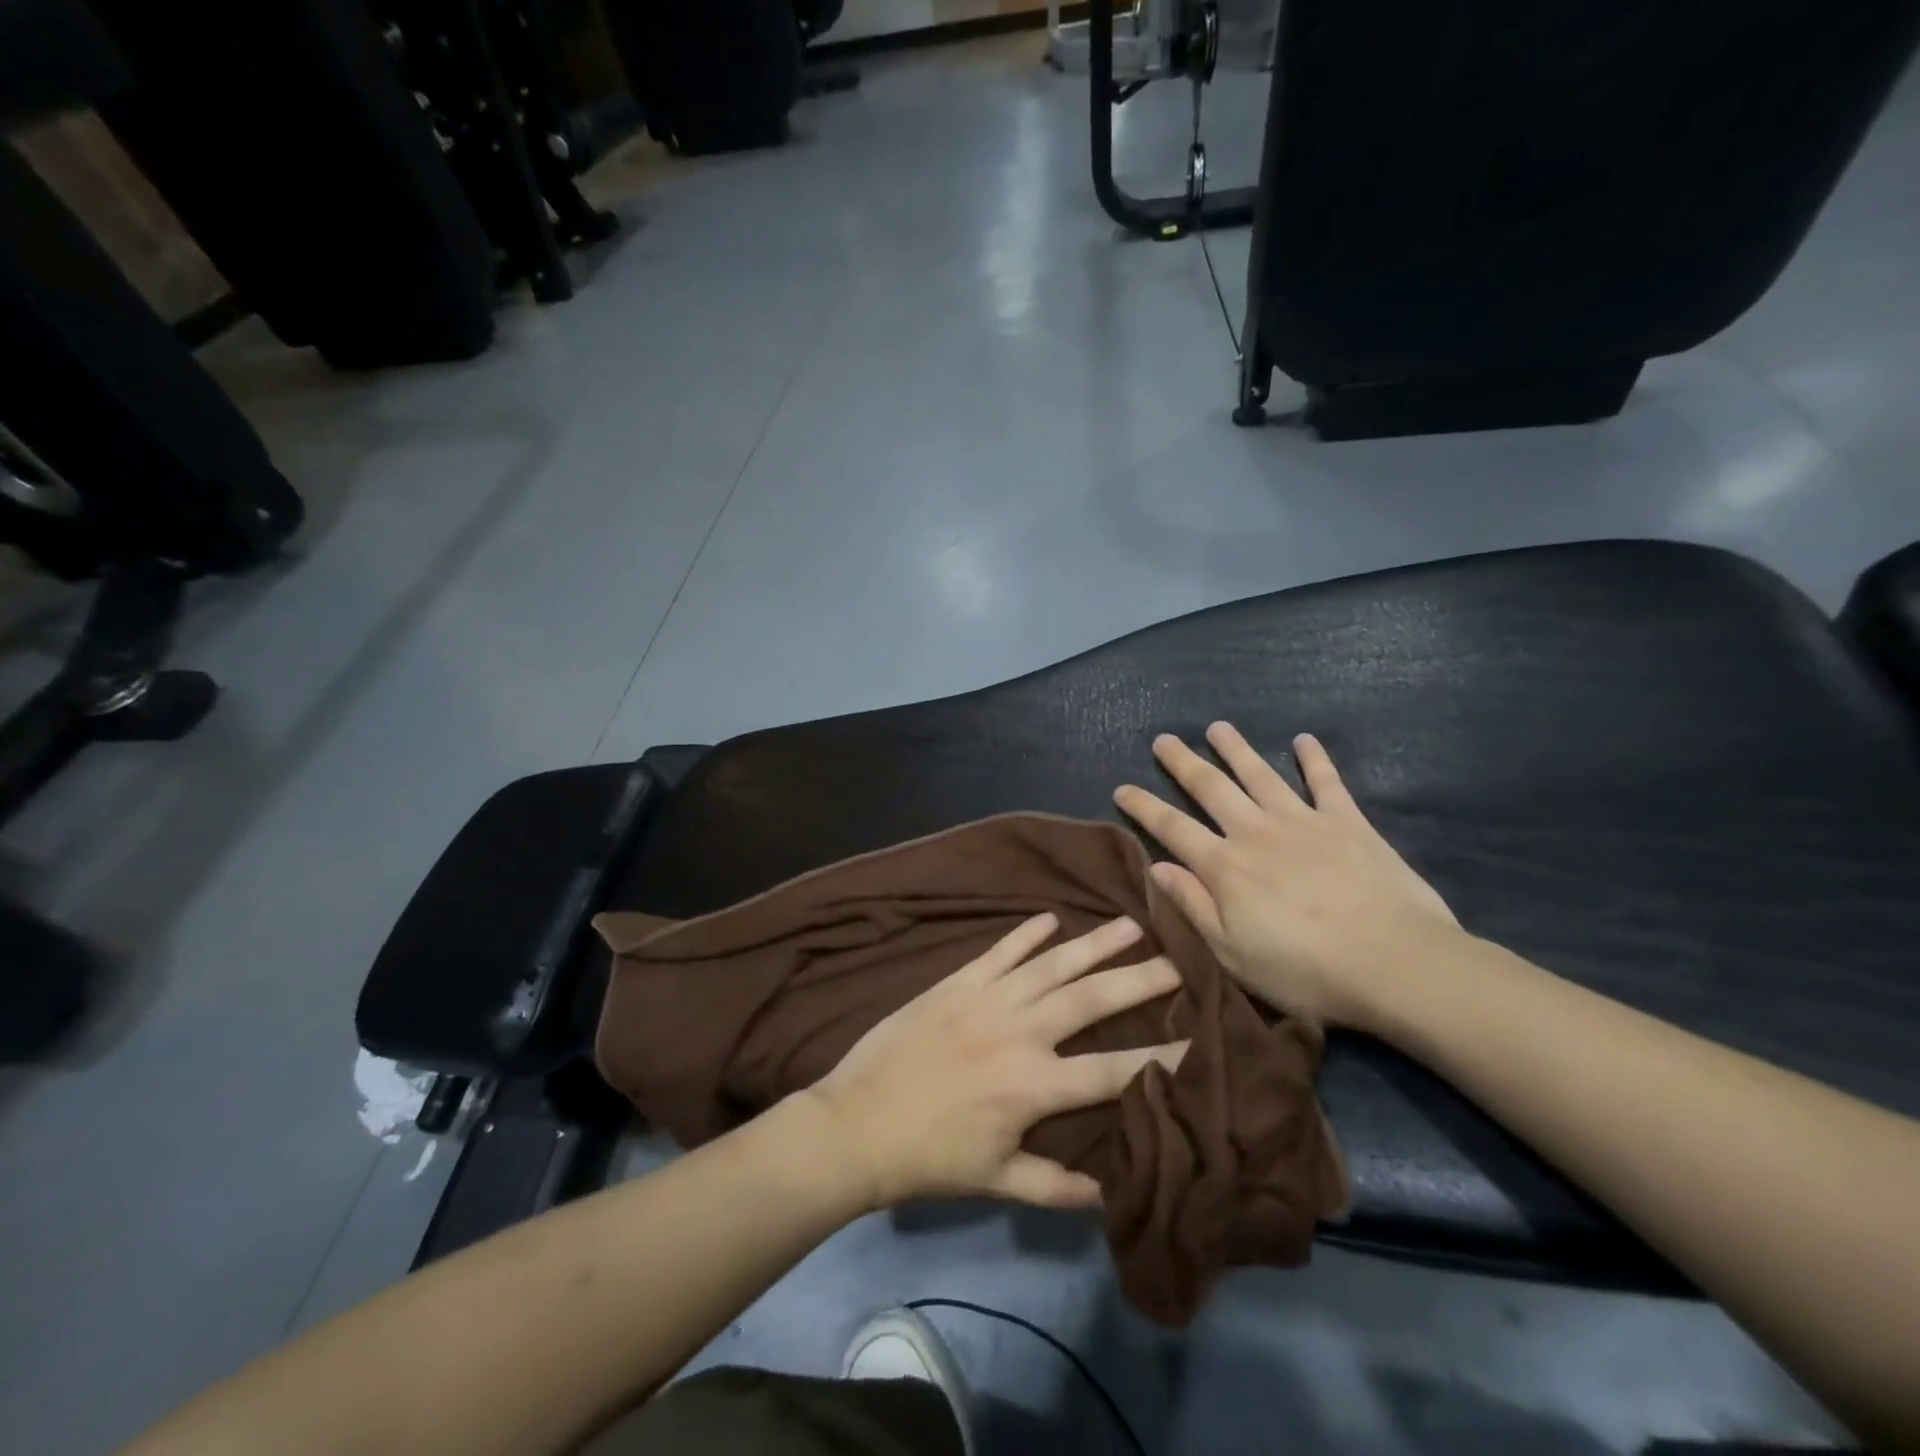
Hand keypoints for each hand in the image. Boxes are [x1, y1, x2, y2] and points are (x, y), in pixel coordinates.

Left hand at [803, 914, 1186, 1210]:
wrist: (858, 1123)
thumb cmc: (930, 1157)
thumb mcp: (997, 1182)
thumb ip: (1056, 1185)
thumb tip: (1109, 1191)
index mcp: (1033, 1086)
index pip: (1112, 1071)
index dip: (1161, 1058)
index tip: (1199, 1040)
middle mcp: (1019, 1032)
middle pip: (1091, 1000)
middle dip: (1138, 980)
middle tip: (1178, 960)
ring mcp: (986, 1000)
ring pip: (1051, 965)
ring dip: (1093, 944)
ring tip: (1130, 924)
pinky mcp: (956, 982)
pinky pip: (998, 952)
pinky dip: (1025, 934)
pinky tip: (1050, 918)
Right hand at [1113, 723, 1461, 1029]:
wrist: (1393, 962)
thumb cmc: (1304, 970)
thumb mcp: (1231, 952)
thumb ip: (1192, 905)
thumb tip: (1155, 867)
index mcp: (1225, 867)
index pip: (1172, 828)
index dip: (1144, 806)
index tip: (1122, 787)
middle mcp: (1256, 833)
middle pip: (1211, 788)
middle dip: (1183, 763)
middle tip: (1163, 739)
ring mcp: (1303, 822)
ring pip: (1260, 775)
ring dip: (1236, 749)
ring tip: (1217, 727)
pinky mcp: (1347, 823)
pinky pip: (1326, 783)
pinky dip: (1314, 759)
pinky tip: (1305, 740)